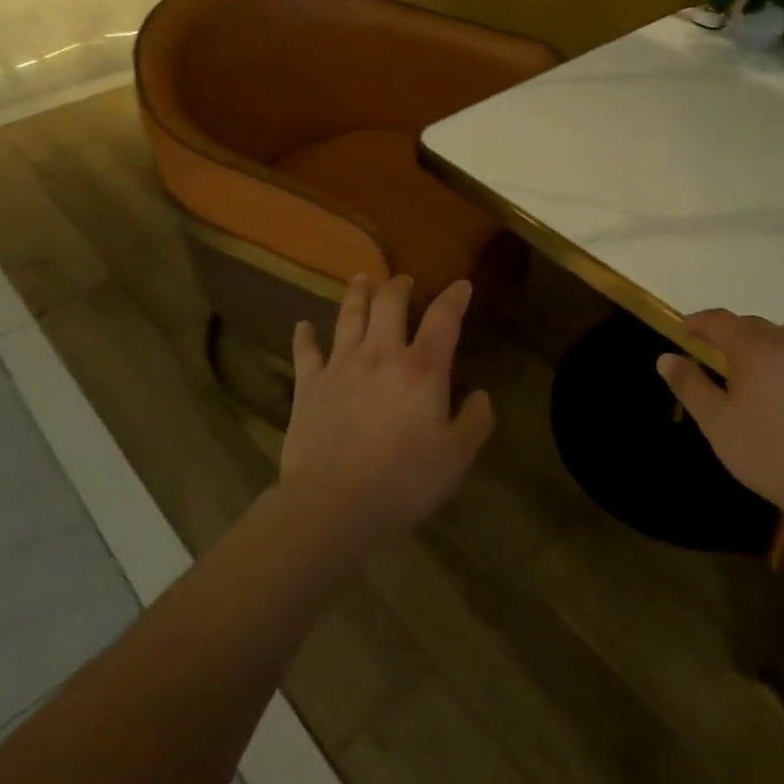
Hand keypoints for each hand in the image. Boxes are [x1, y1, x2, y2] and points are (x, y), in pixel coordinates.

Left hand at [283, 274, 495, 549]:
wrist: (332, 504)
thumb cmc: (402, 481)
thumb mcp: (456, 457)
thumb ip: (474, 421)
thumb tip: (481, 395)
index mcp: (422, 368)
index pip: (443, 319)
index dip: (454, 298)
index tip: (462, 285)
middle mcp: (381, 354)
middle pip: (389, 303)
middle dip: (399, 286)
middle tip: (404, 280)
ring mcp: (341, 365)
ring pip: (349, 316)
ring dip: (357, 294)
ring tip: (361, 279)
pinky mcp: (309, 385)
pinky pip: (306, 351)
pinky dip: (304, 336)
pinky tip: (302, 326)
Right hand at [656, 310, 783, 517]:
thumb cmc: (766, 451)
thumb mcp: (715, 421)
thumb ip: (689, 384)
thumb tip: (665, 357)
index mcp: (754, 349)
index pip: (720, 321)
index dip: (698, 322)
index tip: (683, 330)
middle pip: (753, 325)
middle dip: (730, 332)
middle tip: (713, 349)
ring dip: (762, 345)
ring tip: (750, 367)